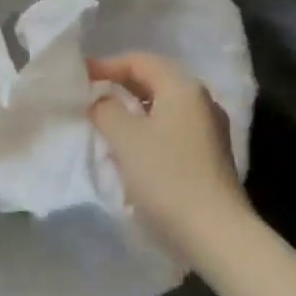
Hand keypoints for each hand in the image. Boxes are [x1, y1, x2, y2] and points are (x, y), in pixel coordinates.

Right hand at [88, 54, 249, 262]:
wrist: (216, 234)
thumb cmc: (167, 177)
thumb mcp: (126, 138)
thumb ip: (106, 110)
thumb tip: (102, 101)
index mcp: (183, 88)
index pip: (140, 61)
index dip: (107, 65)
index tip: (79, 77)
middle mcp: (202, 101)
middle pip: (155, 80)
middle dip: (121, 84)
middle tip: (90, 95)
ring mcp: (210, 130)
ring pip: (164, 106)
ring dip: (134, 108)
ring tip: (106, 120)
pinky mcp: (210, 156)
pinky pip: (172, 128)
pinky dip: (149, 128)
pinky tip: (132, 147)